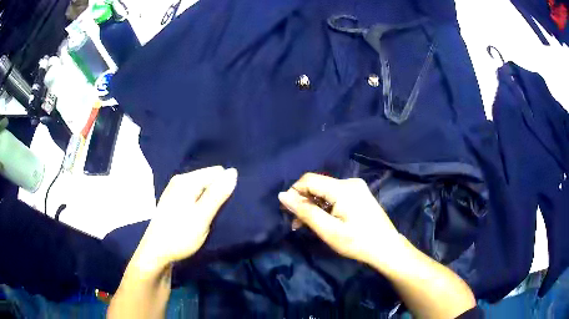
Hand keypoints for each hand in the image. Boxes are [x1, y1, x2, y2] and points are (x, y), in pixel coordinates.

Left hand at [132, 166, 237, 271]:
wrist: (156, 253)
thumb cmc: (180, 235)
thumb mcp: (202, 217)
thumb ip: (217, 194)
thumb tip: (233, 171)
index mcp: (186, 181)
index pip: (217, 172)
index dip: (225, 187)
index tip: (226, 206)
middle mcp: (179, 180)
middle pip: (208, 178)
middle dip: (217, 193)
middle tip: (218, 213)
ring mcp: (175, 190)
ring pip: (202, 188)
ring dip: (210, 200)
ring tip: (211, 216)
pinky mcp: (174, 201)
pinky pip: (194, 195)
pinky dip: (201, 204)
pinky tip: (200, 217)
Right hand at [278, 173, 402, 267]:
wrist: (386, 248)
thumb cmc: (357, 242)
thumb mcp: (328, 230)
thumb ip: (305, 211)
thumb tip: (282, 195)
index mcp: (343, 188)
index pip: (309, 180)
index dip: (294, 192)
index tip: (287, 212)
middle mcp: (350, 182)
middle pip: (317, 185)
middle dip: (303, 201)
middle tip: (295, 223)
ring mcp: (356, 188)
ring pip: (325, 191)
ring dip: (313, 205)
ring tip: (305, 225)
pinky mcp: (359, 195)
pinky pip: (335, 195)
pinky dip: (325, 206)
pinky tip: (322, 220)